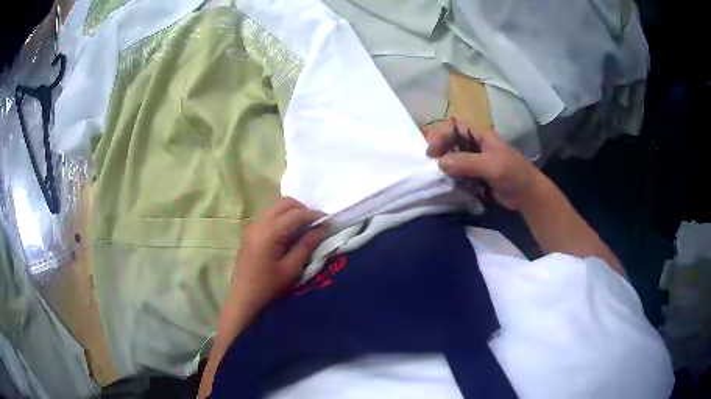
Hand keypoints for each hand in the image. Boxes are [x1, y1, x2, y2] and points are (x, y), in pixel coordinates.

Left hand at [231, 197, 325, 316]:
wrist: (244, 299)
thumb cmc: (269, 287)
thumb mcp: (292, 269)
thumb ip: (307, 245)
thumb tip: (323, 227)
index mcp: (269, 232)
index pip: (296, 214)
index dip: (315, 215)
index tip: (329, 221)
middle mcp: (259, 223)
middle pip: (285, 203)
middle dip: (303, 210)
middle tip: (316, 225)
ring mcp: (252, 226)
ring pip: (276, 208)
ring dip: (292, 213)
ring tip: (305, 229)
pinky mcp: (250, 232)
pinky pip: (270, 216)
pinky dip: (283, 218)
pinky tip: (289, 234)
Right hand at [425, 118, 544, 210]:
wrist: (527, 194)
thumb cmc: (512, 173)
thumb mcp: (490, 165)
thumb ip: (466, 163)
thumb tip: (440, 163)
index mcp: (481, 136)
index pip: (455, 130)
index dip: (442, 138)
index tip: (431, 154)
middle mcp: (477, 146)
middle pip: (453, 145)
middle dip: (443, 156)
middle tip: (435, 169)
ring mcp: (478, 162)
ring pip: (456, 162)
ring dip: (450, 171)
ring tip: (448, 180)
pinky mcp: (478, 176)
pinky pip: (462, 175)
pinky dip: (458, 181)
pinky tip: (459, 187)